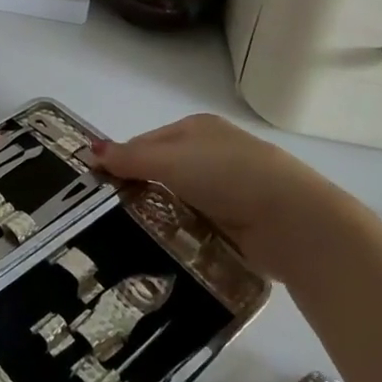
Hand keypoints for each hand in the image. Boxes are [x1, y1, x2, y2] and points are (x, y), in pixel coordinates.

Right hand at [88, 114, 345, 277]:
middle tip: (106, 219)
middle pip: (163, 173)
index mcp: (197, 128)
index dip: (122, 161)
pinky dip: (183, 237)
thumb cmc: (228, 174)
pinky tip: (163, 252)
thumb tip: (89, 149)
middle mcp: (212, 154)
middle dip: (139, 193)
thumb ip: (131, 157)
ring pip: (179, 203)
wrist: (293, 220)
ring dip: (161, 218)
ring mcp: (228, 190)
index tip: (96, 188)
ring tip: (126, 241)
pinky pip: (198, 228)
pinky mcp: (239, 224)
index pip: (148, 141)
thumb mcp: (172, 159)